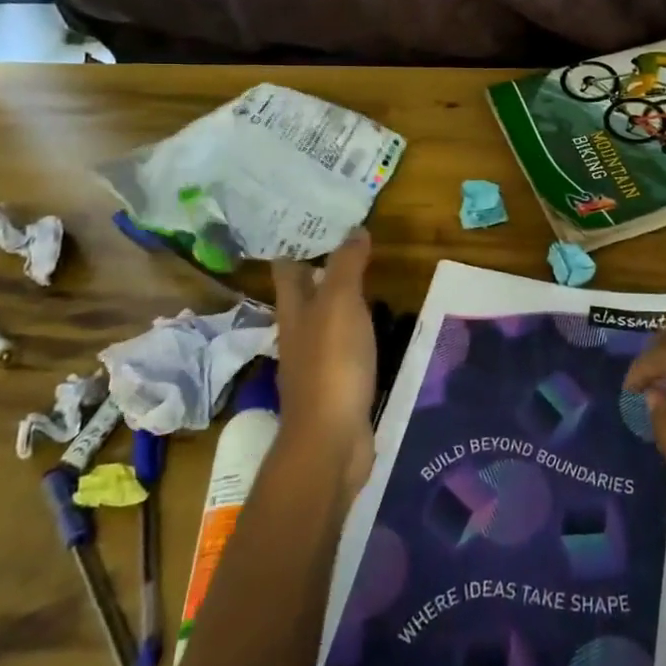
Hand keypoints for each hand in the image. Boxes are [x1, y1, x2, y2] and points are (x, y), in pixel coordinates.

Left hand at [270, 228, 376, 493]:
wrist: (331, 442)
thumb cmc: (332, 364)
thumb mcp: (340, 304)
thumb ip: (347, 265)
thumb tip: (355, 230)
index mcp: (293, 311)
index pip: (287, 269)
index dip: (297, 245)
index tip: (317, 223)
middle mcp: (298, 334)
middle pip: (305, 295)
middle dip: (322, 271)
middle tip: (353, 245)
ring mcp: (315, 364)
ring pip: (326, 323)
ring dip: (342, 303)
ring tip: (371, 281)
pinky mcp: (336, 387)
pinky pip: (346, 350)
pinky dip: (358, 335)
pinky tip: (378, 331)